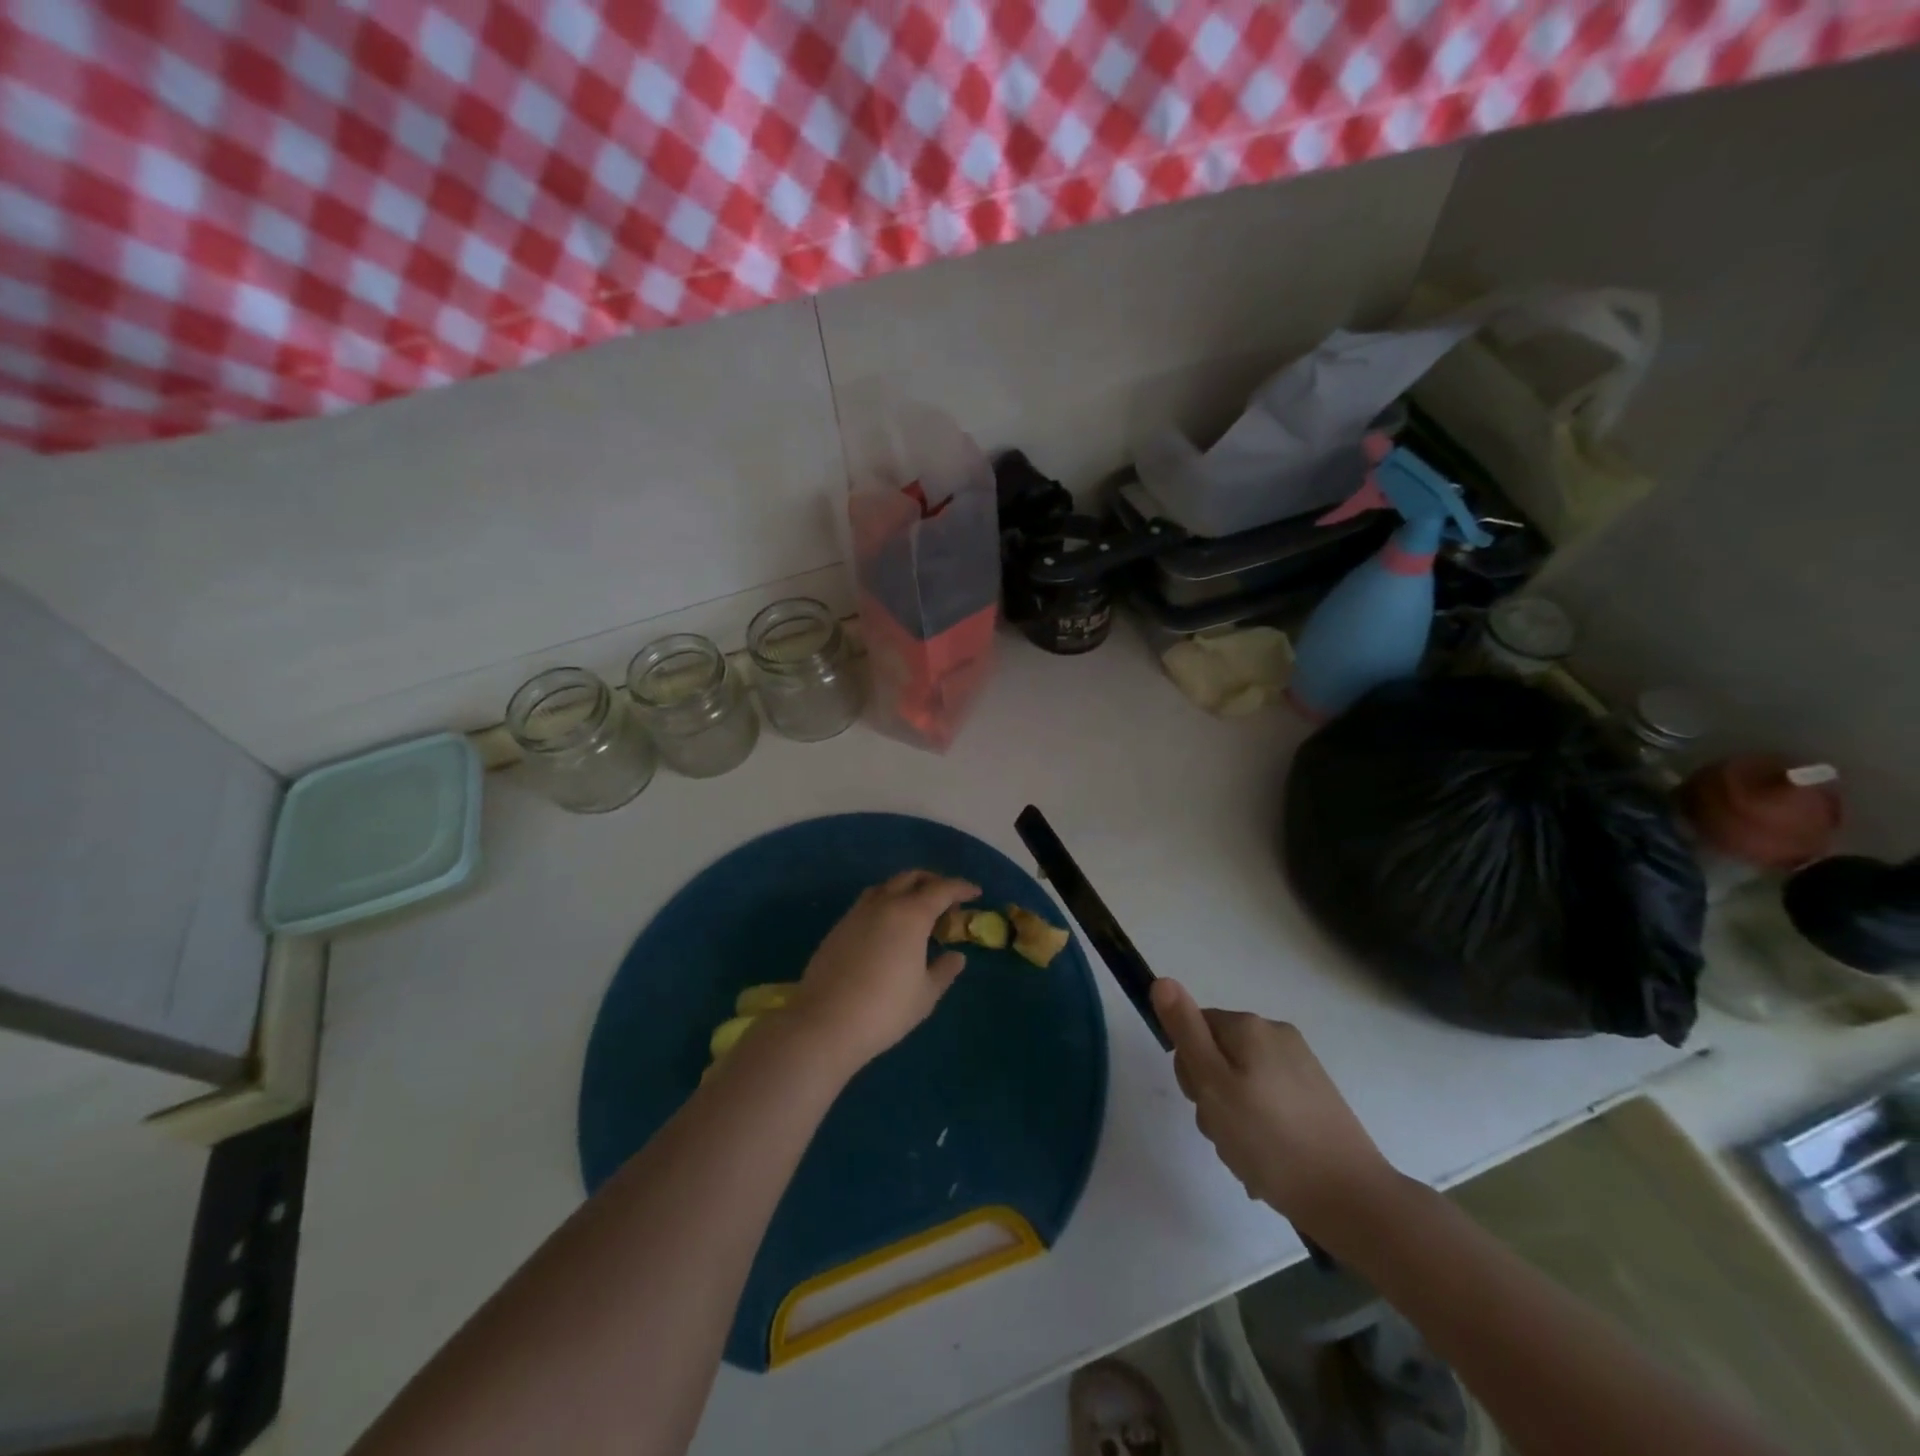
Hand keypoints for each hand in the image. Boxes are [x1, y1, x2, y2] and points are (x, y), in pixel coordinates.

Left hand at [788, 871, 980, 1072]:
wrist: (825, 1023)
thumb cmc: (885, 1009)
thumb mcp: (925, 995)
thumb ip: (944, 971)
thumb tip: (956, 956)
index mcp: (911, 915)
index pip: (942, 889)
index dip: (961, 888)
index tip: (975, 892)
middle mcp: (884, 904)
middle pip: (911, 878)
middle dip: (932, 882)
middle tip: (947, 899)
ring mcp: (856, 913)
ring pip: (886, 886)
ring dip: (905, 889)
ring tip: (916, 911)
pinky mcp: (838, 928)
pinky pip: (868, 903)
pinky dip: (885, 904)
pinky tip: (888, 928)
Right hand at [1150, 979, 1397, 1233]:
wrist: (1351, 1198)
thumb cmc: (1270, 1141)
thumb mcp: (1213, 1085)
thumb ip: (1185, 1031)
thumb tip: (1162, 981)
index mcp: (1249, 1027)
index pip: (1194, 1029)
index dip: (1190, 1068)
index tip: (1204, 1103)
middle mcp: (1276, 1035)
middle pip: (1218, 1056)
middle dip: (1212, 1096)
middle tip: (1226, 1132)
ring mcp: (1301, 1066)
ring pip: (1242, 1083)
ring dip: (1234, 1118)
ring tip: (1248, 1156)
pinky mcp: (1317, 1097)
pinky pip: (1269, 1102)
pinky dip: (1261, 1128)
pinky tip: (1268, 1162)